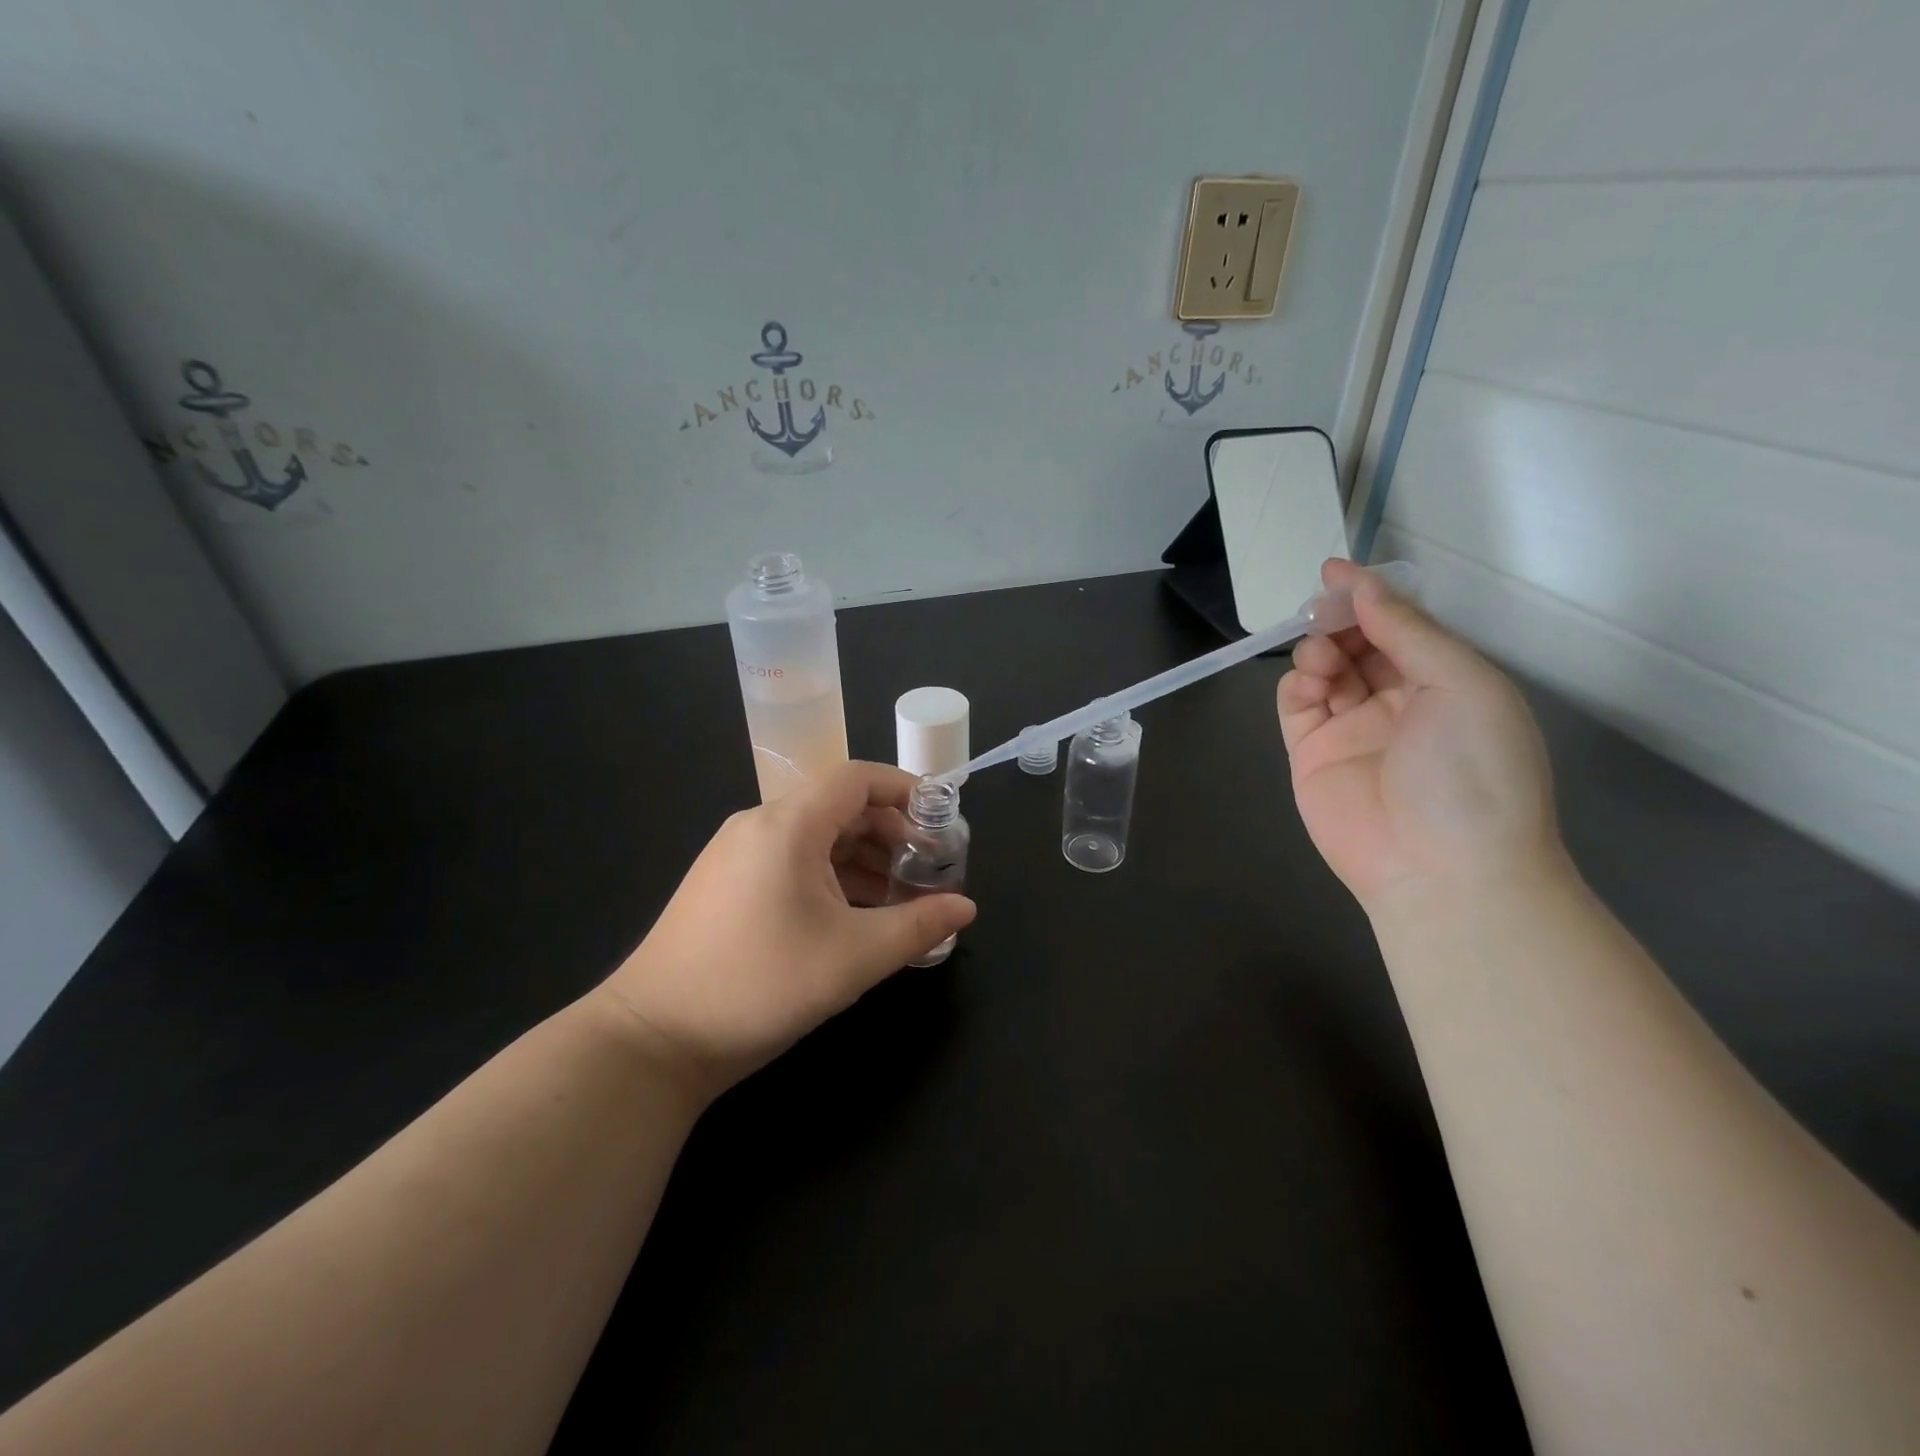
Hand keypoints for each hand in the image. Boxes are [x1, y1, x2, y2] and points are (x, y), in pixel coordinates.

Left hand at [595, 761, 976, 1097]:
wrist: (652, 1039)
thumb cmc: (759, 984)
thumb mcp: (852, 957)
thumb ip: (917, 927)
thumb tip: (966, 908)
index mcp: (788, 824)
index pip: (857, 778)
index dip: (905, 790)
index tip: (941, 821)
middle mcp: (759, 825)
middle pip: (838, 806)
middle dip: (890, 832)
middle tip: (927, 870)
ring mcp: (737, 855)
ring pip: (815, 837)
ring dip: (863, 859)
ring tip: (900, 898)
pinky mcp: (727, 884)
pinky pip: (791, 862)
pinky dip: (831, 877)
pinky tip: (854, 915)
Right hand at [1277, 559, 1560, 912]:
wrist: (1441, 868)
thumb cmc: (1472, 769)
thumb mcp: (1462, 684)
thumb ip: (1408, 631)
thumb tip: (1363, 586)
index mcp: (1446, 683)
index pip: (1402, 628)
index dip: (1371, 597)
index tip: (1335, 571)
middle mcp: (1399, 702)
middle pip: (1359, 644)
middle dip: (1340, 620)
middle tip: (1322, 609)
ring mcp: (1352, 729)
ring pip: (1325, 669)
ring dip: (1319, 650)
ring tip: (1323, 656)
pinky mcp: (1311, 754)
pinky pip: (1296, 704)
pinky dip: (1296, 683)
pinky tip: (1308, 680)